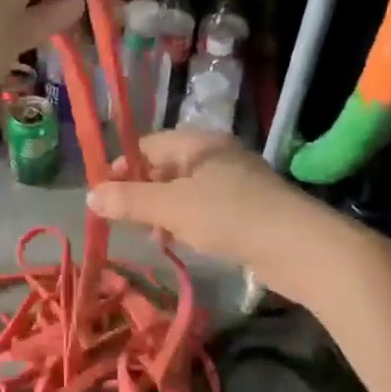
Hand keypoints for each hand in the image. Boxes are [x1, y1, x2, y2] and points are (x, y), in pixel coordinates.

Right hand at [86, 130, 301, 262]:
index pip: (148, 144)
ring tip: (151, 236)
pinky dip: (187, 221)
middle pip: (166, 166)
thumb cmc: (230, 217)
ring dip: (163, 210)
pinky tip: (181, 242)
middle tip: (122, 218)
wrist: (300, 247)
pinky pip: (205, 208)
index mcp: (199, 144)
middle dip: (141, 191)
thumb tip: (89, 196)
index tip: (103, 193)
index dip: (122, 166)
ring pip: (185, 190)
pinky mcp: (249, 209)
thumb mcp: (171, 208)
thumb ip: (129, 201)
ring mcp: (235, 182)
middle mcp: (217, 156)